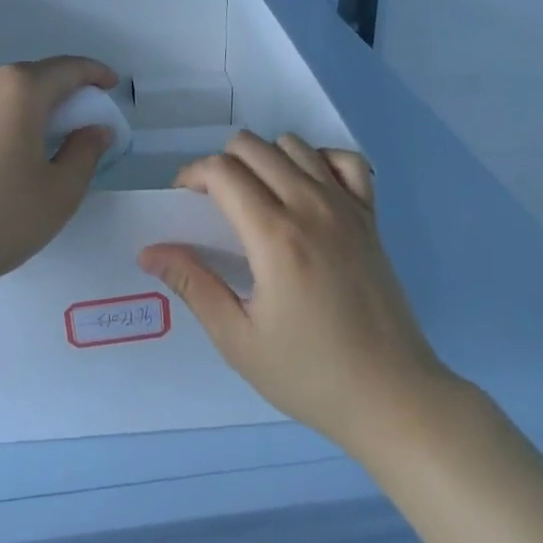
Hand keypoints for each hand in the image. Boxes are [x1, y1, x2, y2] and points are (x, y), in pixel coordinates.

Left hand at [0, 57, 119, 314]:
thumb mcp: (59, 193)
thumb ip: (85, 152)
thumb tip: (95, 128)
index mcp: (18, 88)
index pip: (67, 69)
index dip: (95, 74)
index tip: (112, 85)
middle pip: (32, 77)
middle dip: (59, 94)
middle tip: (78, 122)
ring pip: (1, 92)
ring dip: (26, 107)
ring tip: (38, 140)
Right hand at [139, 130, 449, 457]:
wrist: (393, 398)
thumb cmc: (310, 375)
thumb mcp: (239, 340)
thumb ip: (193, 286)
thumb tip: (149, 252)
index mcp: (274, 235)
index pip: (222, 171)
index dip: (192, 175)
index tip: (184, 200)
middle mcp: (309, 206)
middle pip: (252, 145)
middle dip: (222, 162)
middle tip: (215, 202)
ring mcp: (345, 206)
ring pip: (293, 144)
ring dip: (266, 158)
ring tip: (258, 197)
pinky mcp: (370, 215)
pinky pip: (345, 160)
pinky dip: (320, 160)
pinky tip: (308, 189)